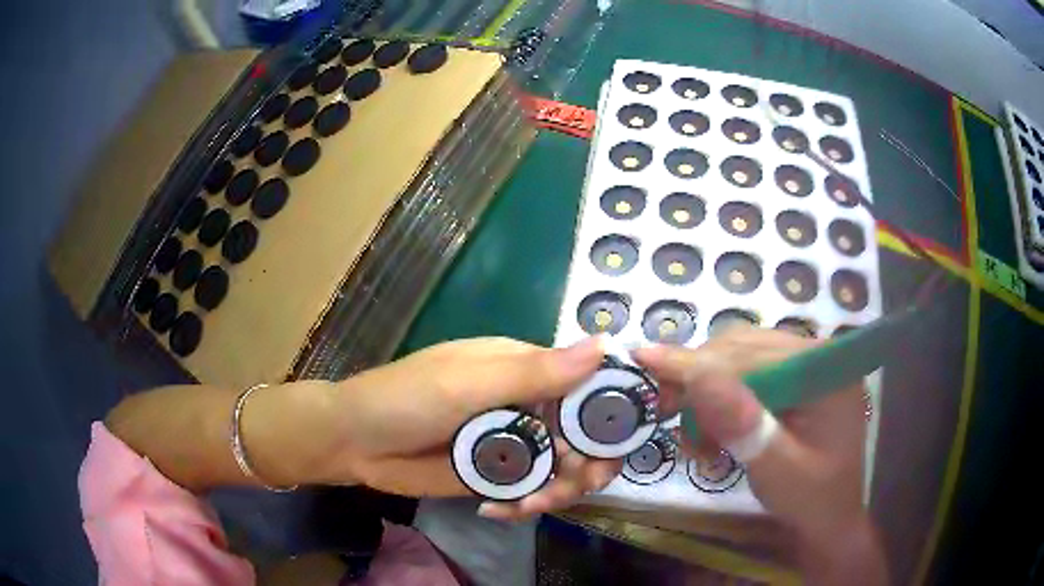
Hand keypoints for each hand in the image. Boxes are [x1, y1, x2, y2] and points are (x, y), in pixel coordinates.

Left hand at [288, 336, 620, 517]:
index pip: (586, 385)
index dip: (609, 414)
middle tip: (578, 485)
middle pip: (581, 435)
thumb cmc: (406, 399)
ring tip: (533, 505)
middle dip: (587, 463)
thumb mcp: (468, 383)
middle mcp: (525, 403)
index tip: (614, 445)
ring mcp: (511, 442)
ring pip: (561, 468)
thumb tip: (605, 345)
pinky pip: (531, 491)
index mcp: (524, 368)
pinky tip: (499, 511)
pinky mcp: (495, 474)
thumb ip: (534, 372)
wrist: (354, 443)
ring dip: (559, 490)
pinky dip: (527, 504)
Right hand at [632, 327, 886, 582]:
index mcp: (825, 371)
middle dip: (699, 381)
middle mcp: (817, 357)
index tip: (644, 359)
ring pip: (739, 360)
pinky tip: (714, 433)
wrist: (828, 519)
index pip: (753, 354)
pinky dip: (721, 402)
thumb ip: (742, 425)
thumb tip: (697, 376)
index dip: (697, 362)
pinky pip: (747, 375)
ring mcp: (805, 366)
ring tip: (697, 439)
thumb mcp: (776, 470)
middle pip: (743, 349)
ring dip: (707, 394)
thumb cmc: (810, 500)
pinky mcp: (794, 381)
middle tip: (665, 413)